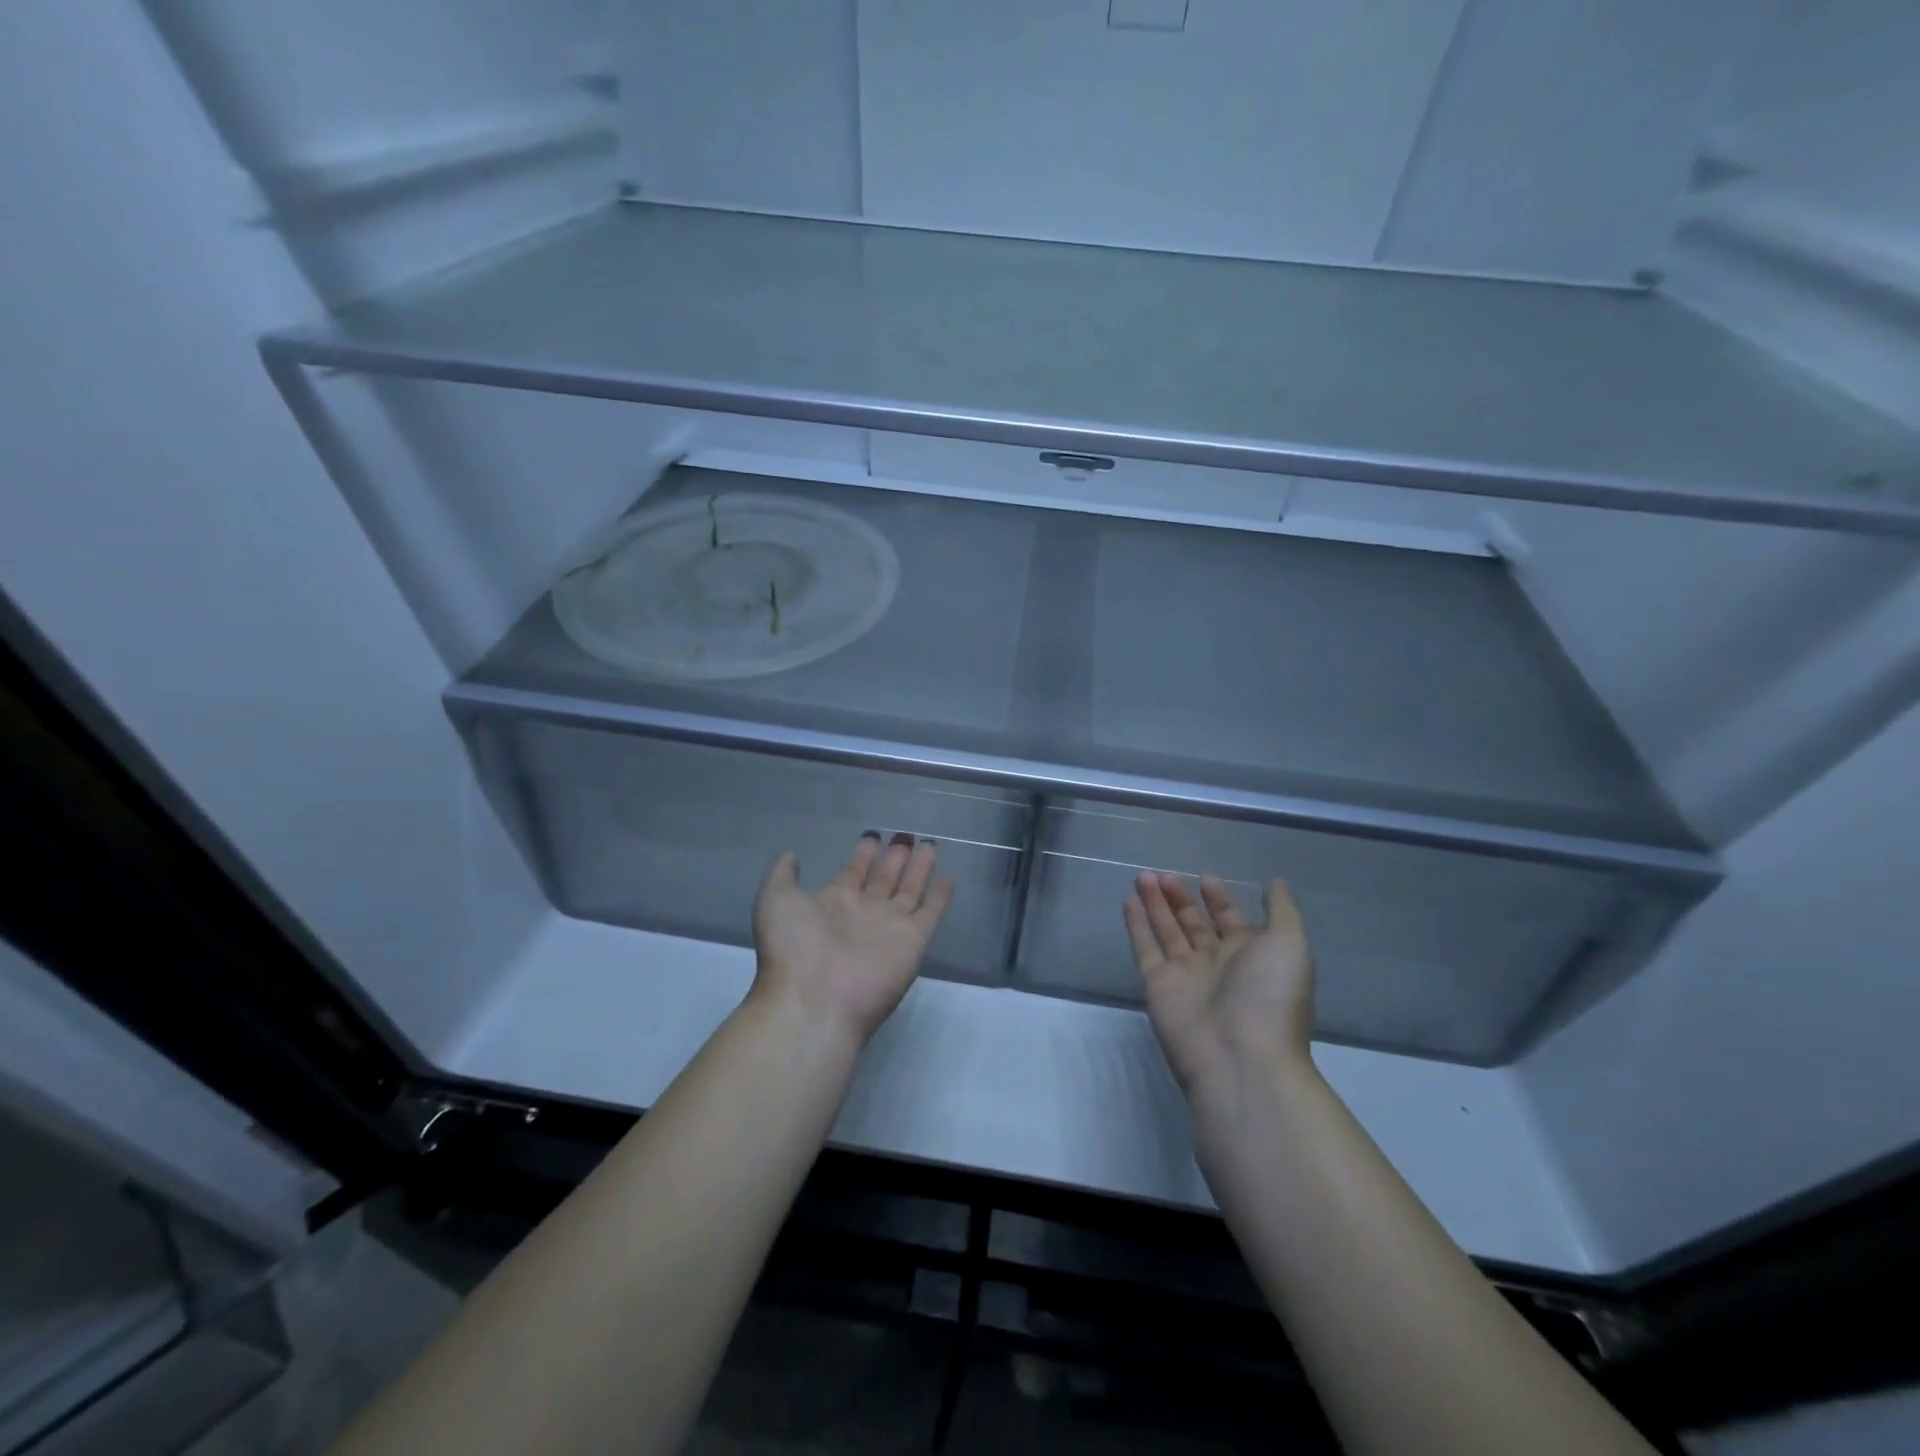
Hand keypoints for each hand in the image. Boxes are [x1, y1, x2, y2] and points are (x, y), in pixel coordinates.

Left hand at [749, 833, 955, 1044]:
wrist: (815, 999)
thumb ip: (783, 874)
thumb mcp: (775, 900)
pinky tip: (950, 878)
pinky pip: (931, 913)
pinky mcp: (913, 941)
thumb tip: (793, 854)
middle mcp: (863, 913)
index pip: (853, 872)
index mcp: (832, 903)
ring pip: (910, 890)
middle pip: (884, 879)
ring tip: (929, 845)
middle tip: (906, 836)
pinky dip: (941, 896)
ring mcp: (890, 927)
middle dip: (894, 858)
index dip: (863, 855)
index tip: (872, 836)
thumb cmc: (792, 947)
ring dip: (920, 869)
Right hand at [1124, 873, 1315, 1104]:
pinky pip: (1144, 948)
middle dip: (1180, 898)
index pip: (1229, 920)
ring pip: (1166, 930)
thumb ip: (1281, 911)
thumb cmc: (1269, 996)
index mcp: (1249, 955)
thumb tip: (1276, 883)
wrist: (1240, 1057)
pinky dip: (1136, 926)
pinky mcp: (1157, 984)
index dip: (1218, 898)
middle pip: (1193, 923)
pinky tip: (1128, 901)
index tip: (1205, 877)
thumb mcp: (1290, 945)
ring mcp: (1184, 974)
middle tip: (1165, 874)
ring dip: (1155, 904)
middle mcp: (1215, 963)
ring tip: (1143, 877)